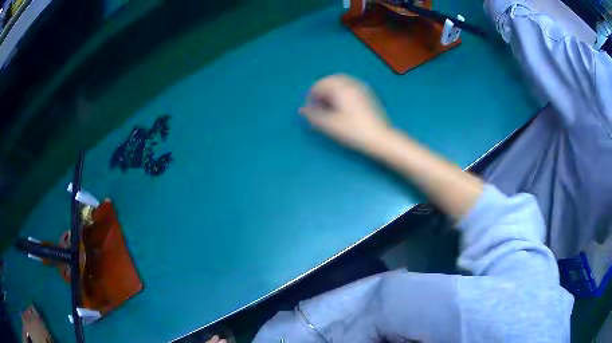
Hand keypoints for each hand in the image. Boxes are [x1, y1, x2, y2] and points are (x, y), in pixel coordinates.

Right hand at [300, 74, 390, 153]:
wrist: (379, 138)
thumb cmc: (353, 131)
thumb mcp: (329, 125)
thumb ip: (313, 116)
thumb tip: (302, 110)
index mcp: (341, 88)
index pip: (320, 85)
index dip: (311, 97)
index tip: (310, 110)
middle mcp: (351, 84)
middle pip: (330, 80)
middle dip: (321, 91)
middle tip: (318, 106)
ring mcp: (361, 88)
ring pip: (340, 83)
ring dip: (331, 91)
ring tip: (328, 107)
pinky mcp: (367, 95)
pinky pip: (349, 87)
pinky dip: (340, 93)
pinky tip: (341, 107)